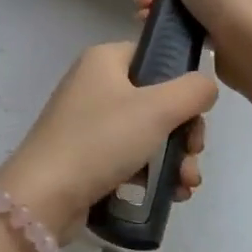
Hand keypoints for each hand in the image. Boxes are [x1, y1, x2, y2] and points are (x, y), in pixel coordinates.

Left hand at [0, 41, 216, 237]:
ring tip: (186, 186)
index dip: (182, 83)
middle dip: (184, 132)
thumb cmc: (101, 139)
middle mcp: (94, 83)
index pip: (155, 56)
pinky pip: (129, 156)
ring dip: (174, 158)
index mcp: (105, 59)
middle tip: (194, 155)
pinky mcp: (86, 155)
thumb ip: (192, 91)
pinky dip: (152, 173)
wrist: (45, 195)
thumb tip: (206, 85)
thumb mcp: (157, 109)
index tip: (197, 114)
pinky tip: (171, 194)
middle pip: (156, 99)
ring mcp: (88, 121)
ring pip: (147, 132)